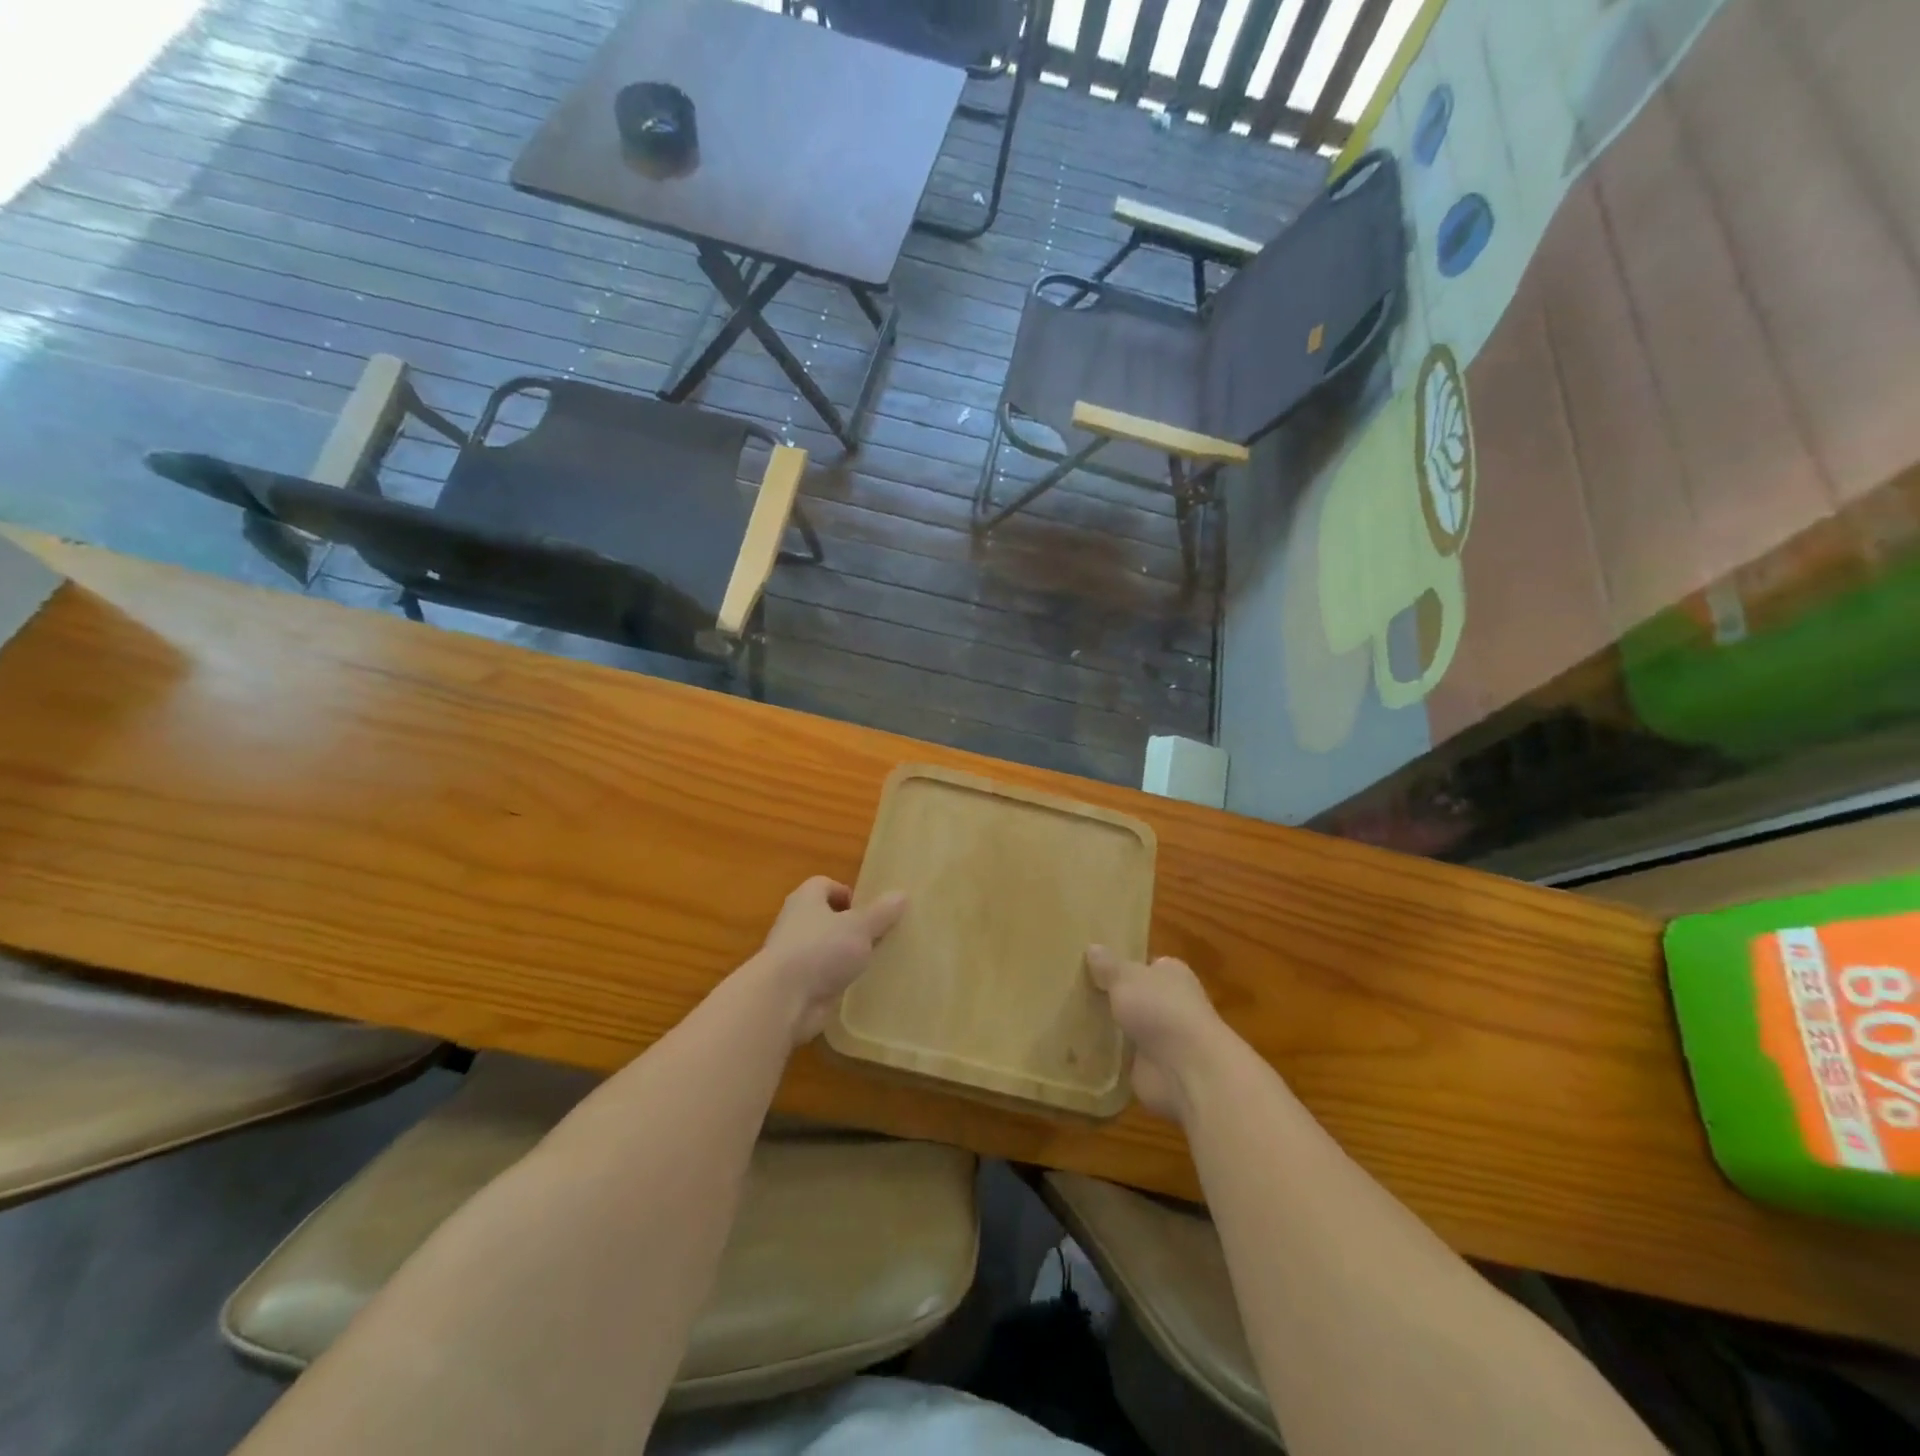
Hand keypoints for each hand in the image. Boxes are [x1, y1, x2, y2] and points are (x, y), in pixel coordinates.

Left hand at [751, 876, 907, 1044]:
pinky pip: (823, 977)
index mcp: (806, 899)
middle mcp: (796, 923)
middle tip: (878, 936)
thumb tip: (901, 894)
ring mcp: (794, 956)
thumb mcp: (860, 927)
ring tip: (875, 962)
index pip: (825, 885)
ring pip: (825, 949)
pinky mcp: (797, 986)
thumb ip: (881, 913)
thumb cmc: (821, 949)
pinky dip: (838, 980)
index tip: (869, 910)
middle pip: (826, 918)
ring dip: (845, 955)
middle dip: (850, 926)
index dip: (847, 893)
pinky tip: (860, 987)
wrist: (783, 999)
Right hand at [1086, 947, 1227, 1121]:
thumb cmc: (1161, 1009)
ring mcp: (1161, 1038)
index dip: (1121, 964)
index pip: (1146, 965)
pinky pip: (1121, 1056)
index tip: (1090, 965)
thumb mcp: (1126, 977)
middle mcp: (1170, 1004)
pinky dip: (1105, 1055)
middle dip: (1110, 997)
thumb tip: (1092, 947)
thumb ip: (1108, 965)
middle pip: (1134, 996)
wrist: (1187, 1069)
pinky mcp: (1150, 1067)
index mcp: (1171, 974)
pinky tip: (1076, 1048)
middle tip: (1071, 991)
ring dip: (1106, 1027)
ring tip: (1066, 1017)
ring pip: (1126, 1027)